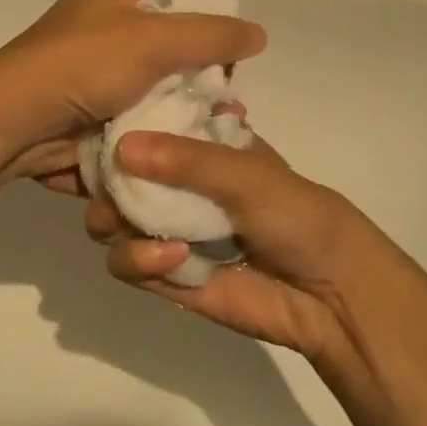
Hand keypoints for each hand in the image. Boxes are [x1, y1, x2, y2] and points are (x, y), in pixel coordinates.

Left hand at [0, 0, 265, 187]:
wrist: (13, 124)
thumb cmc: (82, 64)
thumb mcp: (155, 40)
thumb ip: (213, 35)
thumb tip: (259, 33)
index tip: (240, 28)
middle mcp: (113, 18)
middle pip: (178, 28)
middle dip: (209, 57)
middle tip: (232, 84)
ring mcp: (105, 64)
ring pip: (165, 73)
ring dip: (191, 95)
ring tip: (223, 117)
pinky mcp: (100, 103)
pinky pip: (146, 105)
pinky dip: (167, 119)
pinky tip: (192, 136)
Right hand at [85, 130, 402, 369]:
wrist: (331, 295)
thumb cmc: (297, 216)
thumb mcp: (248, 175)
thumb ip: (187, 161)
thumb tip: (120, 147)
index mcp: (201, 149)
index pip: (146, 130)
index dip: (118, 131)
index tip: (96, 133)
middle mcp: (179, 186)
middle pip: (118, 177)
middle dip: (104, 184)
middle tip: (104, 189)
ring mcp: (170, 230)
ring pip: (112, 222)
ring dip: (115, 223)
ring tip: (130, 226)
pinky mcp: (167, 275)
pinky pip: (128, 264)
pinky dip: (138, 260)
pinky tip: (172, 259)